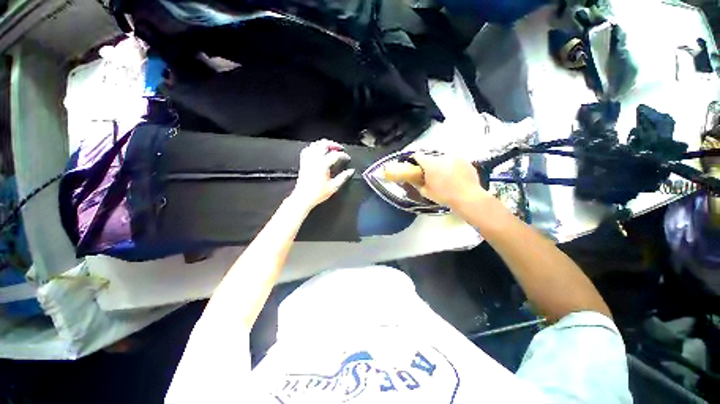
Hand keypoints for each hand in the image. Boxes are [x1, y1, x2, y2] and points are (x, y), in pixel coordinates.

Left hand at [290, 139, 354, 209]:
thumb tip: (351, 171)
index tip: (347, 158)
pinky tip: (318, 151)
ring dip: (324, 144)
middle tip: (340, 148)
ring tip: (330, 148)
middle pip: (324, 144)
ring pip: (315, 145)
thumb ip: (343, 177)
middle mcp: (315, 160)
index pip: (335, 154)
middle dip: (333, 144)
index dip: (343, 155)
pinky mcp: (303, 162)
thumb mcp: (334, 187)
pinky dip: (314, 148)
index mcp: (323, 165)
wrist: (303, 198)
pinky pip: (307, 150)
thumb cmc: (318, 193)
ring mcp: (308, 160)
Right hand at [412, 152, 490, 208]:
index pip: (418, 155)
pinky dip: (452, 167)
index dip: (415, 161)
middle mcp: (442, 157)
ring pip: (443, 159)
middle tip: (431, 175)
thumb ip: (417, 183)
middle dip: (429, 165)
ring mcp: (455, 157)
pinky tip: (455, 177)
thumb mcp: (425, 192)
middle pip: (431, 157)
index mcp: (430, 164)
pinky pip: (454, 161)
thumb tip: (414, 178)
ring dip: (441, 165)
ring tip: (445, 177)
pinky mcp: (465, 160)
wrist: (468, 197)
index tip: (415, 167)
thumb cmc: (444, 196)